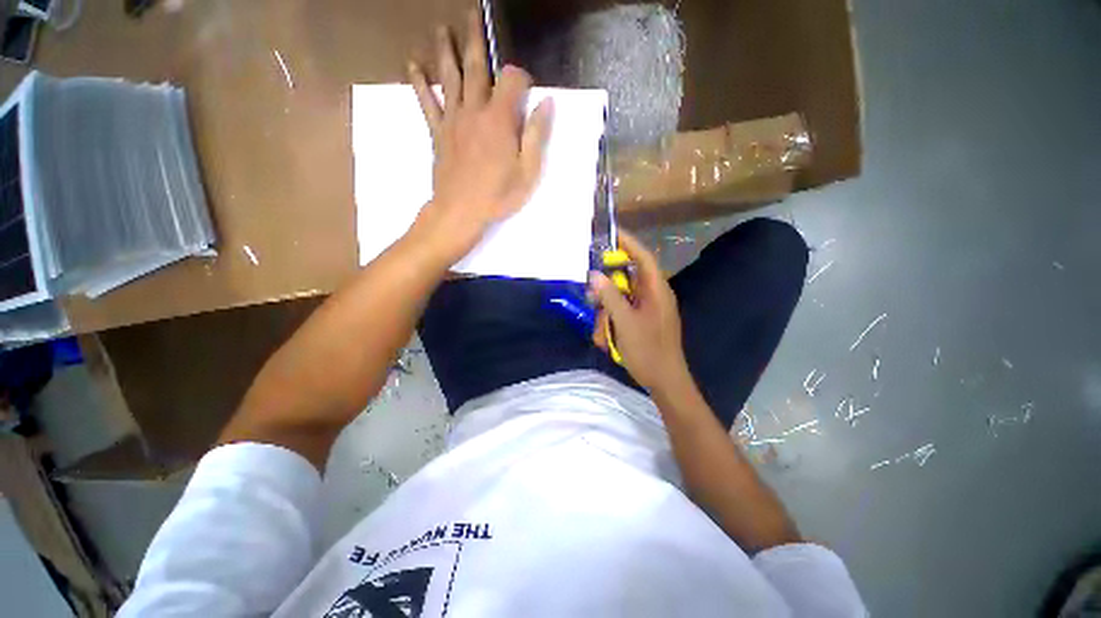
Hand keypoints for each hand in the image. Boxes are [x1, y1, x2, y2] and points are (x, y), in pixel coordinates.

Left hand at [407, 11, 553, 262]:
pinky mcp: (438, 133)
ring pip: (449, 77)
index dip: (521, 76)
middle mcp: (475, 111)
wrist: (460, 211)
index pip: (512, 79)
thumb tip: (547, 103)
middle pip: (476, 67)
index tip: (527, 87)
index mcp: (500, 120)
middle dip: (475, 39)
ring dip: (446, 51)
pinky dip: (419, 82)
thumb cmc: (498, 196)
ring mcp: (453, 120)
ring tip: (442, 29)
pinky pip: (427, 102)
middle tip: (470, 13)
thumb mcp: (528, 172)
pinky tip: (412, 64)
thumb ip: (537, 136)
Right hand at [589, 231, 691, 394]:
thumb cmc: (648, 350)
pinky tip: (606, 337)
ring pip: (623, 297)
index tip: (609, 233)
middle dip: (608, 287)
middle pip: (629, 277)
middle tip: (591, 295)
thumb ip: (610, 297)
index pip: (643, 257)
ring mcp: (649, 308)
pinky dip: (612, 320)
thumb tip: (595, 274)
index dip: (628, 242)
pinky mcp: (644, 320)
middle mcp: (654, 295)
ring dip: (608, 310)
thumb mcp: (625, 322)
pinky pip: (624, 311)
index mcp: (656, 290)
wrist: (665, 381)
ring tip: (601, 331)